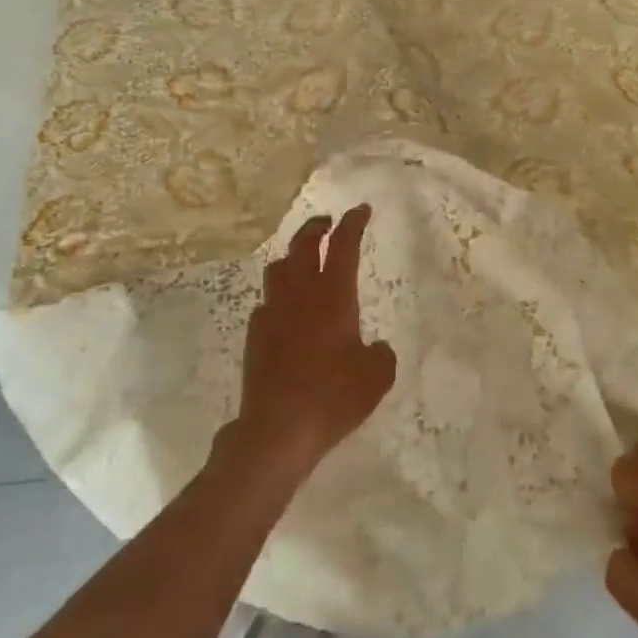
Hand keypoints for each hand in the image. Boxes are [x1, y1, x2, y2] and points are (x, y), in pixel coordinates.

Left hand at [234, 205, 397, 483]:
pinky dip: (279, 295)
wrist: (278, 428)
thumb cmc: (334, 397)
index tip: (361, 209)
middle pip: (303, 245)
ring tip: (303, 260)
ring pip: (278, 268)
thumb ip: (381, 355)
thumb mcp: (377, 378)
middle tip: (328, 222)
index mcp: (333, 296)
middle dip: (317, 228)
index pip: (343, 246)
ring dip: (292, 256)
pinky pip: (267, 301)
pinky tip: (287, 310)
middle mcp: (299, 295)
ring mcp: (272, 313)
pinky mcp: (255, 335)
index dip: (353, 223)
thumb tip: (376, 347)